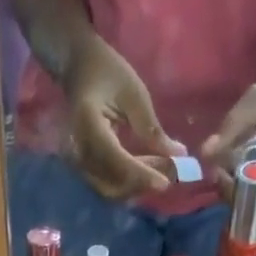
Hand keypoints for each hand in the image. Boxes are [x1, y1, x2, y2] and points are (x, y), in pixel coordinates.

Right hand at [63, 37, 184, 199]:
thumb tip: (177, 155)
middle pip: (112, 183)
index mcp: (89, 126)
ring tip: (161, 168)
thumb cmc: (107, 71)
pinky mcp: (84, 166)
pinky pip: (107, 183)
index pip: (116, 161)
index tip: (166, 183)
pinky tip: (146, 169)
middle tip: (170, 171)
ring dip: (137, 185)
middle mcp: (79, 150)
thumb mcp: (134, 93)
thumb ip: (151, 128)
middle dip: (142, 183)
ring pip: (110, 188)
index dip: (141, 175)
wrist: (78, 67)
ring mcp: (79, 161)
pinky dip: (129, 182)